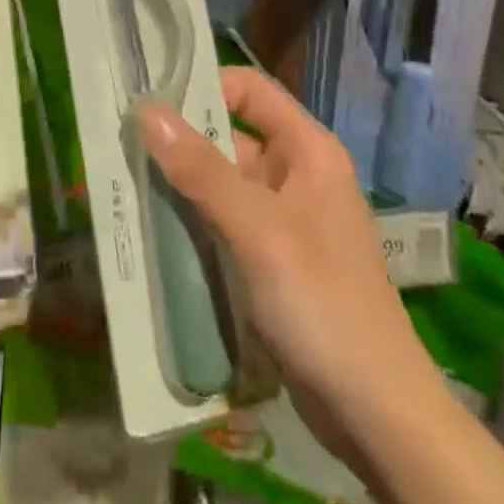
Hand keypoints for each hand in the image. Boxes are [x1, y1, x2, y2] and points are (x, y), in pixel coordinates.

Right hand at [136, 67, 444, 448]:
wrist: (379, 416)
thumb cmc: (322, 302)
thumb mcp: (257, 229)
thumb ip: (201, 169)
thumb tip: (145, 109)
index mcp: (307, 149)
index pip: (248, 89)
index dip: (203, 87)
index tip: (151, 104)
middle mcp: (298, 173)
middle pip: (232, 135)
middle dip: (182, 142)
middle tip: (124, 148)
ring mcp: (288, 219)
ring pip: (225, 182)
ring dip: (183, 186)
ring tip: (129, 187)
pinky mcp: (276, 259)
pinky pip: (228, 222)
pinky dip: (197, 221)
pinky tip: (158, 232)